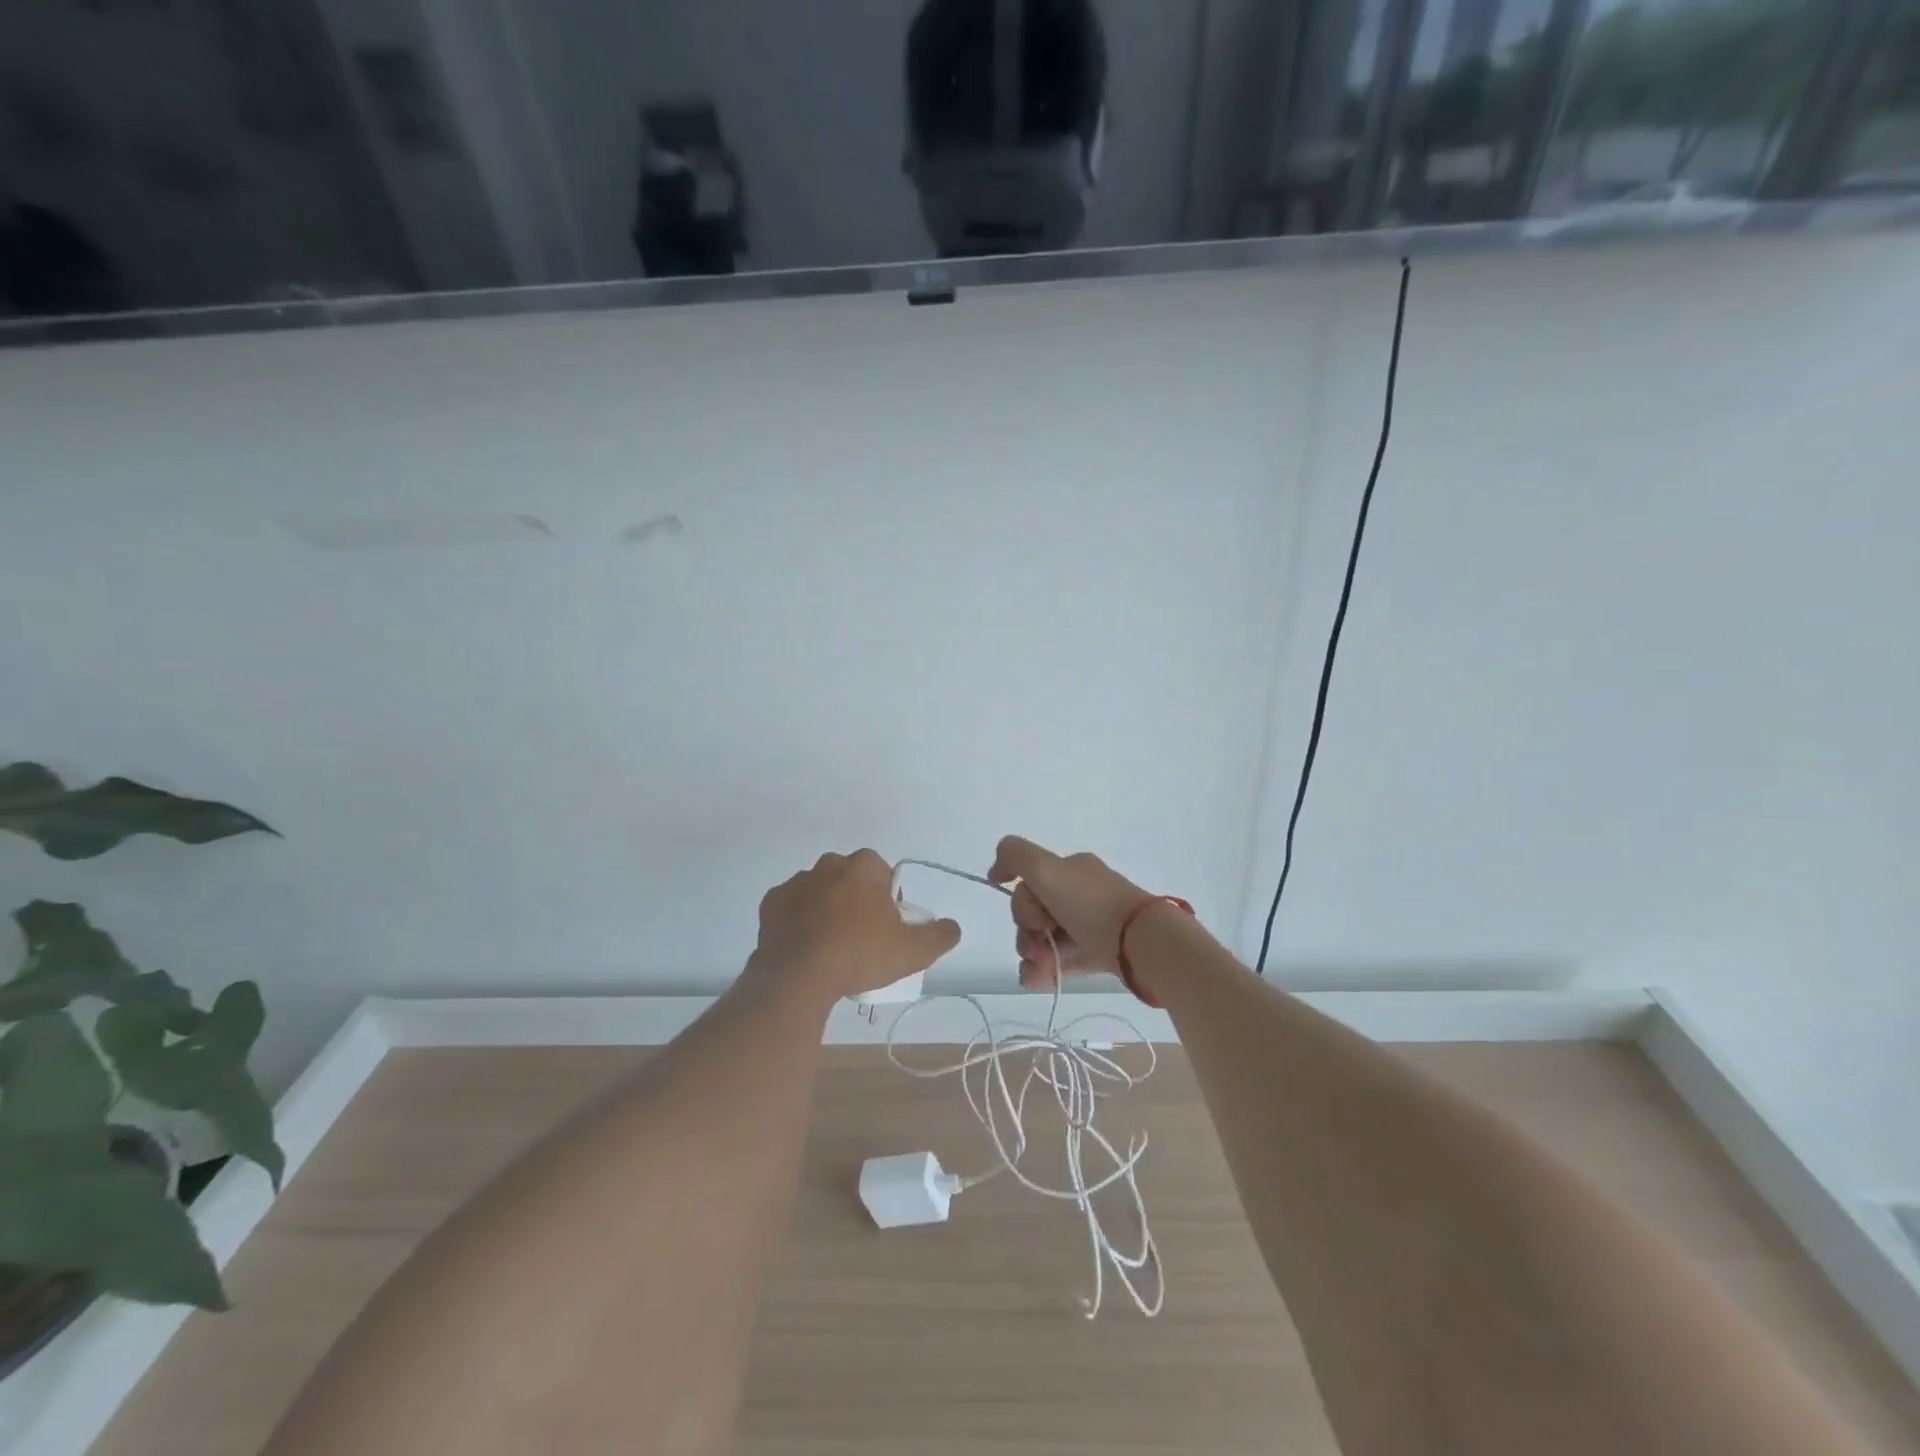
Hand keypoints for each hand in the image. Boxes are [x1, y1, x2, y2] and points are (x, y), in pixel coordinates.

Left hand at [751, 850, 960, 1001]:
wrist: (799, 977)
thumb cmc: (860, 955)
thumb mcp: (914, 951)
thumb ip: (941, 935)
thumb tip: (952, 926)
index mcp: (864, 866)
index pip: (883, 876)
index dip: (888, 901)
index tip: (886, 929)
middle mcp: (829, 864)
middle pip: (850, 881)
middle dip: (856, 902)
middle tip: (861, 940)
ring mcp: (796, 882)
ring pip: (820, 893)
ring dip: (826, 911)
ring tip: (830, 949)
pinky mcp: (771, 902)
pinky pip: (791, 909)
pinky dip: (798, 922)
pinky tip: (805, 948)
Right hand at [987, 836, 1147, 989]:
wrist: (1140, 943)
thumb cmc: (1090, 904)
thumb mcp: (1046, 868)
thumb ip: (1014, 855)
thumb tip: (996, 870)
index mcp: (1070, 870)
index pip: (1029, 882)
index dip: (1021, 901)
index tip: (1030, 914)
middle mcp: (1079, 894)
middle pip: (1034, 913)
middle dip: (1026, 931)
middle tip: (1039, 939)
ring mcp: (1089, 925)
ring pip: (1044, 940)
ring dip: (1032, 953)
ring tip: (1040, 966)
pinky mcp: (1097, 954)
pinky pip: (1061, 960)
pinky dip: (1045, 970)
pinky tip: (1038, 979)